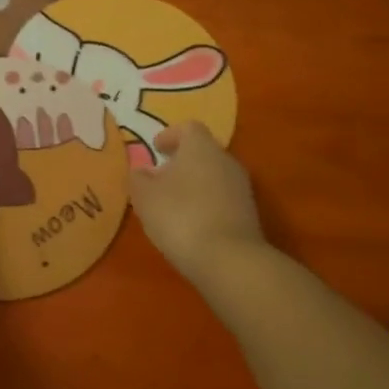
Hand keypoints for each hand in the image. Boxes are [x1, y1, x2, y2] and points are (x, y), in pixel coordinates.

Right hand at [129, 122, 267, 281]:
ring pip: (214, 176)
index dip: (170, 135)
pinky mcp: (249, 215)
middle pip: (203, 152)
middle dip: (182, 162)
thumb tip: (141, 170)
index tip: (156, 149)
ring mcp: (242, 188)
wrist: (230, 260)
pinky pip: (223, 199)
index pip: (188, 128)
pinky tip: (192, 225)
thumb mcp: (145, 197)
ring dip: (195, 185)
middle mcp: (226, 160)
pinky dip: (207, 205)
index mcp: (201, 147)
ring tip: (174, 205)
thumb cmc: (181, 217)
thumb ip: (139, 179)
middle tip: (161, 178)